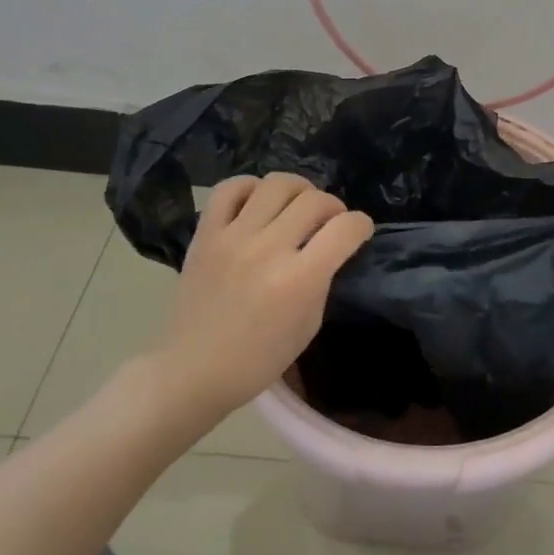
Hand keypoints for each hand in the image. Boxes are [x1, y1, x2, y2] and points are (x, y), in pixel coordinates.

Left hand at [160, 173, 374, 414]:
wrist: (191, 371)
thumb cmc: (258, 360)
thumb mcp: (309, 325)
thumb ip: (322, 280)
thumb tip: (330, 248)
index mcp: (299, 280)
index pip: (346, 228)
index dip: (362, 225)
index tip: (359, 232)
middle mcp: (268, 249)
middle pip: (316, 199)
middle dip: (333, 207)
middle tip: (328, 223)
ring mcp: (233, 237)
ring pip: (277, 183)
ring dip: (298, 191)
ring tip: (295, 208)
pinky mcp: (205, 234)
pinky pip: (229, 189)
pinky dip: (250, 187)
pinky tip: (257, 203)